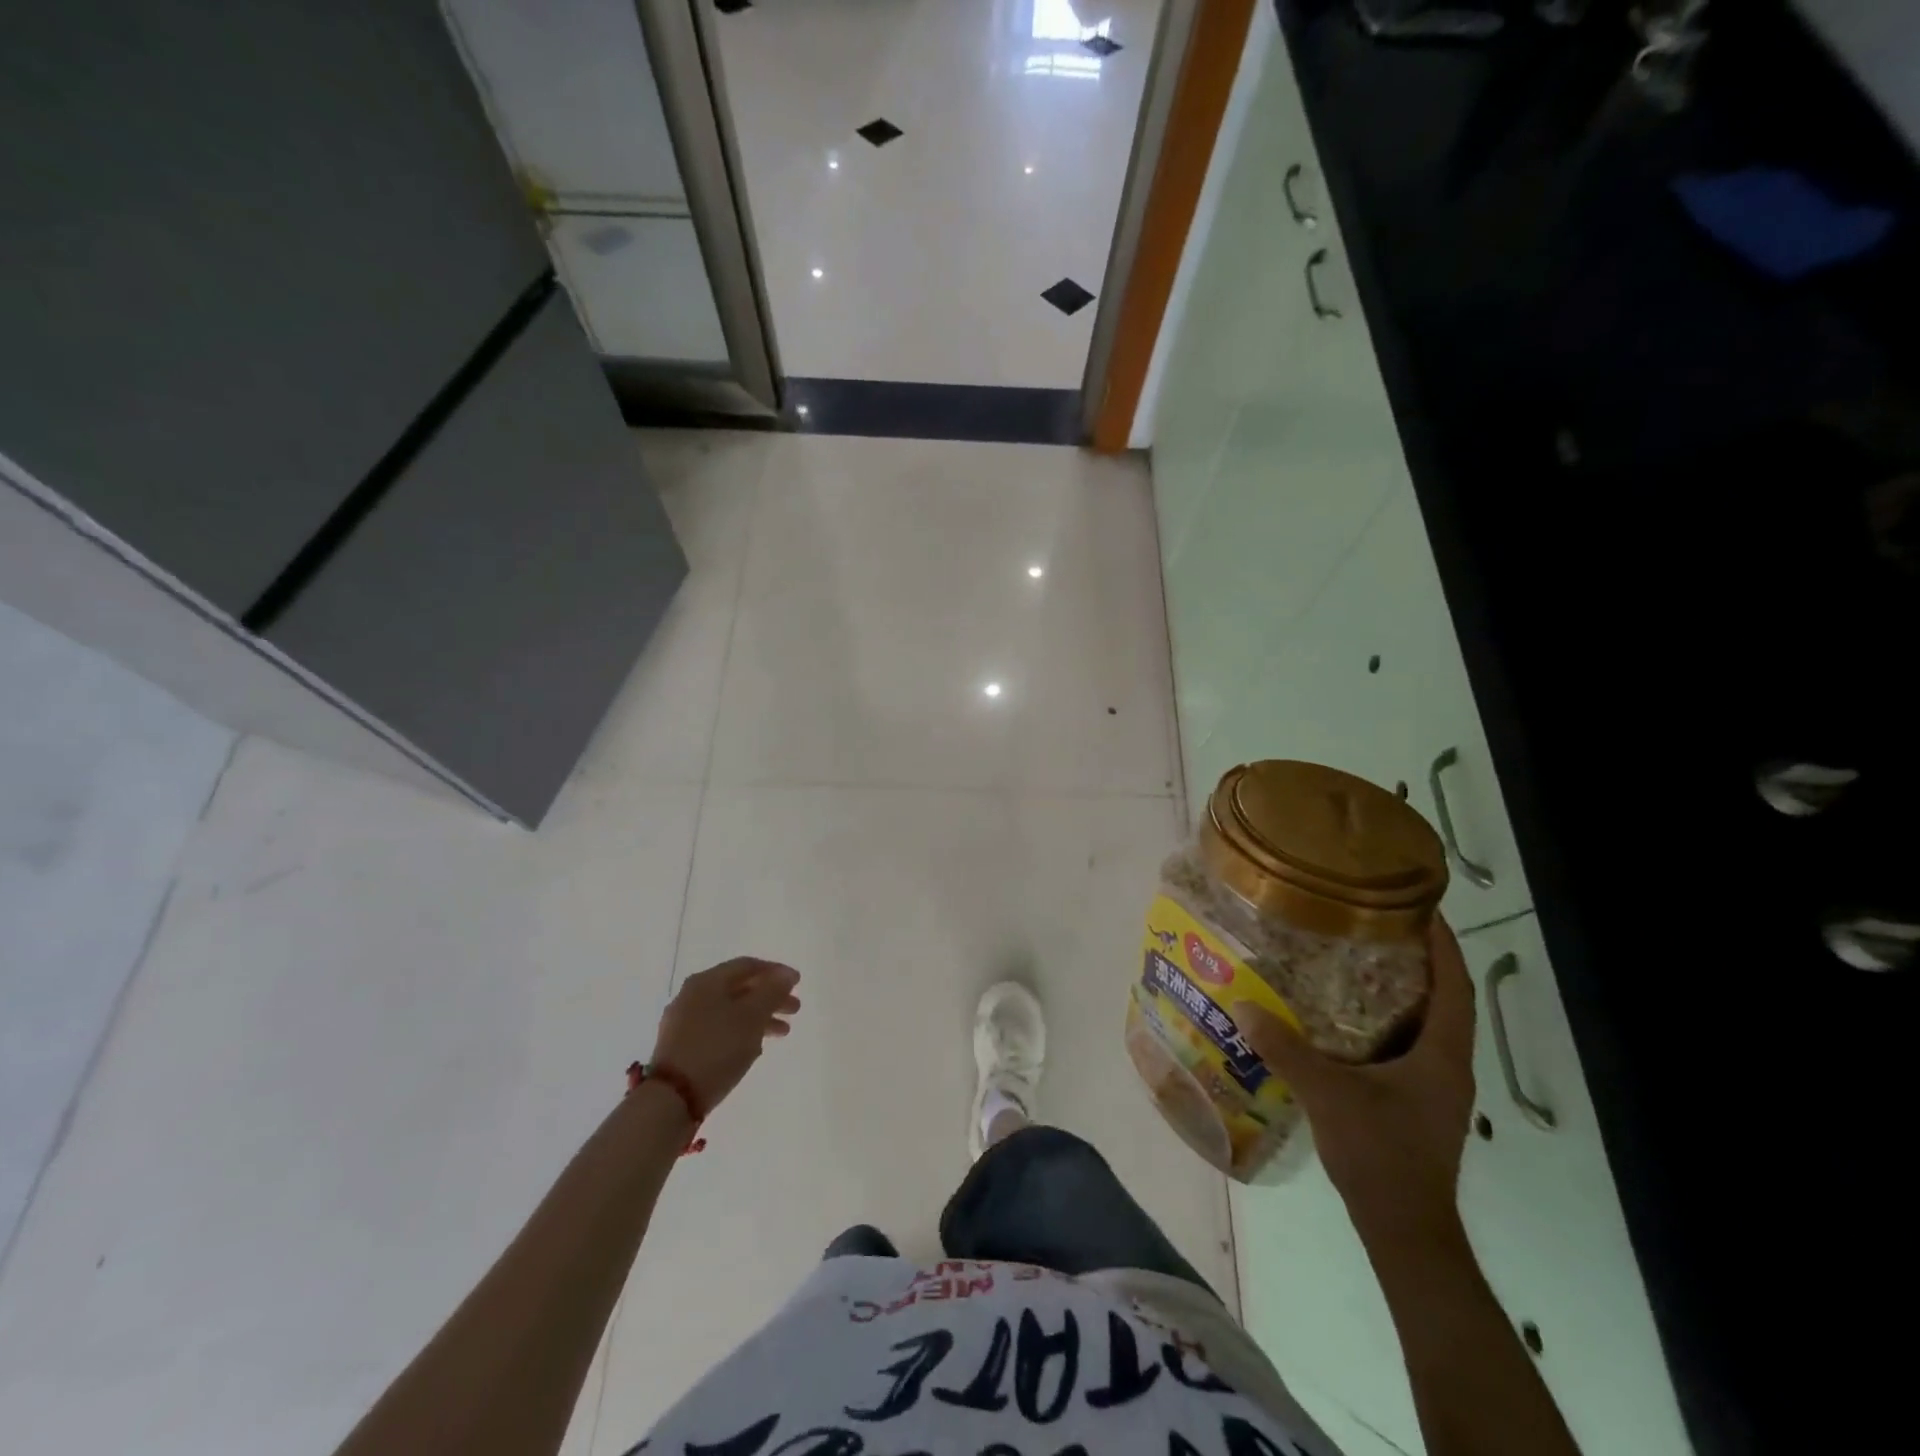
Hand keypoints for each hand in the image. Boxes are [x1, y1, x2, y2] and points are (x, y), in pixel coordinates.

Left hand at [650, 958, 800, 1115]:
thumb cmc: (717, 1048)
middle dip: (770, 997)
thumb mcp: (752, 1017)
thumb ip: (772, 992)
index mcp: (707, 981)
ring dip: (758, 1017)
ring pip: (730, 1011)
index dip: (776, 972)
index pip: (748, 965)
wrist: (672, 1098)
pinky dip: (740, 1032)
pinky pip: (718, 1029)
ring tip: (782, 1032)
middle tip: (795, 1010)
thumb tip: (786, 975)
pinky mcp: (681, 1046)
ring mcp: (684, 1022)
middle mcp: (692, 995)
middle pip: (739, 988)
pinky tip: (755, 1047)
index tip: (798, 983)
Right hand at [1235, 916, 1475, 1238]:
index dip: (1444, 944)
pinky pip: (1407, 1046)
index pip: (1454, 986)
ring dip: (1400, 991)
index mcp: (1442, 1055)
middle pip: (1443, 999)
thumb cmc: (1380, 1155)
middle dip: (1417, 959)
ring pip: (1425, 1024)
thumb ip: (1286, 1048)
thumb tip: (1241, 1004)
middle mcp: (1448, 1065)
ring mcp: (1435, 1087)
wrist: (1405, 1230)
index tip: (1421, 906)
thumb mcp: (1328, 1095)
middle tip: (1373, 923)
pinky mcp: (1418, 1103)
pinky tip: (1344, 1017)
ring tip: (1356, 958)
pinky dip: (1384, 1021)